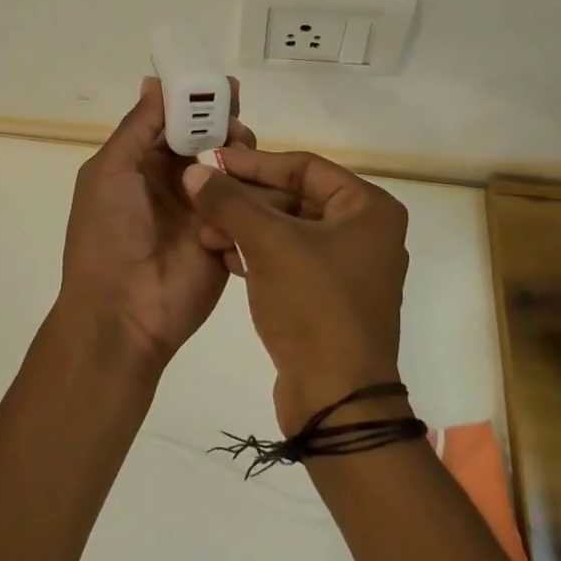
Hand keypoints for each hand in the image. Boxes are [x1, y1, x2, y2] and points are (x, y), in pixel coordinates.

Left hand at [56, 77, 260, 368]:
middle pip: (210, 142)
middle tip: (238, 124)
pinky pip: (249, 205)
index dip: (198, 103)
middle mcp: (175, 183)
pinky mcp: (229, 236)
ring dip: (243, 157)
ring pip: (235, 170)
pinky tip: (255, 188)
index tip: (225, 86)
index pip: (176, 123)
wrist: (124, 311)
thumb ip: (137, 127)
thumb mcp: (110, 172)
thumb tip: (155, 81)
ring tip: (242, 157)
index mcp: (143, 165)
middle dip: (226, 127)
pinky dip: (255, 192)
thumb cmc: (107, 233)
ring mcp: (205, 210)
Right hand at [182, 148, 409, 432]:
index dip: (255, 164)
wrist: (335, 399)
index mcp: (368, 208)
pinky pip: (286, 260)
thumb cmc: (313, 305)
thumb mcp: (269, 244)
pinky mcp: (326, 297)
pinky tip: (220, 256)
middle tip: (201, 199)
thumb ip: (229, 202)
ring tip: (203, 233)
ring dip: (243, 228)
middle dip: (244, 201)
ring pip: (286, 230)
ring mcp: (345, 267)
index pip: (304, 167)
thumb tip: (193, 170)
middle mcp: (364, 231)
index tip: (213, 162)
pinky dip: (255, 254)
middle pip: (293, 198)